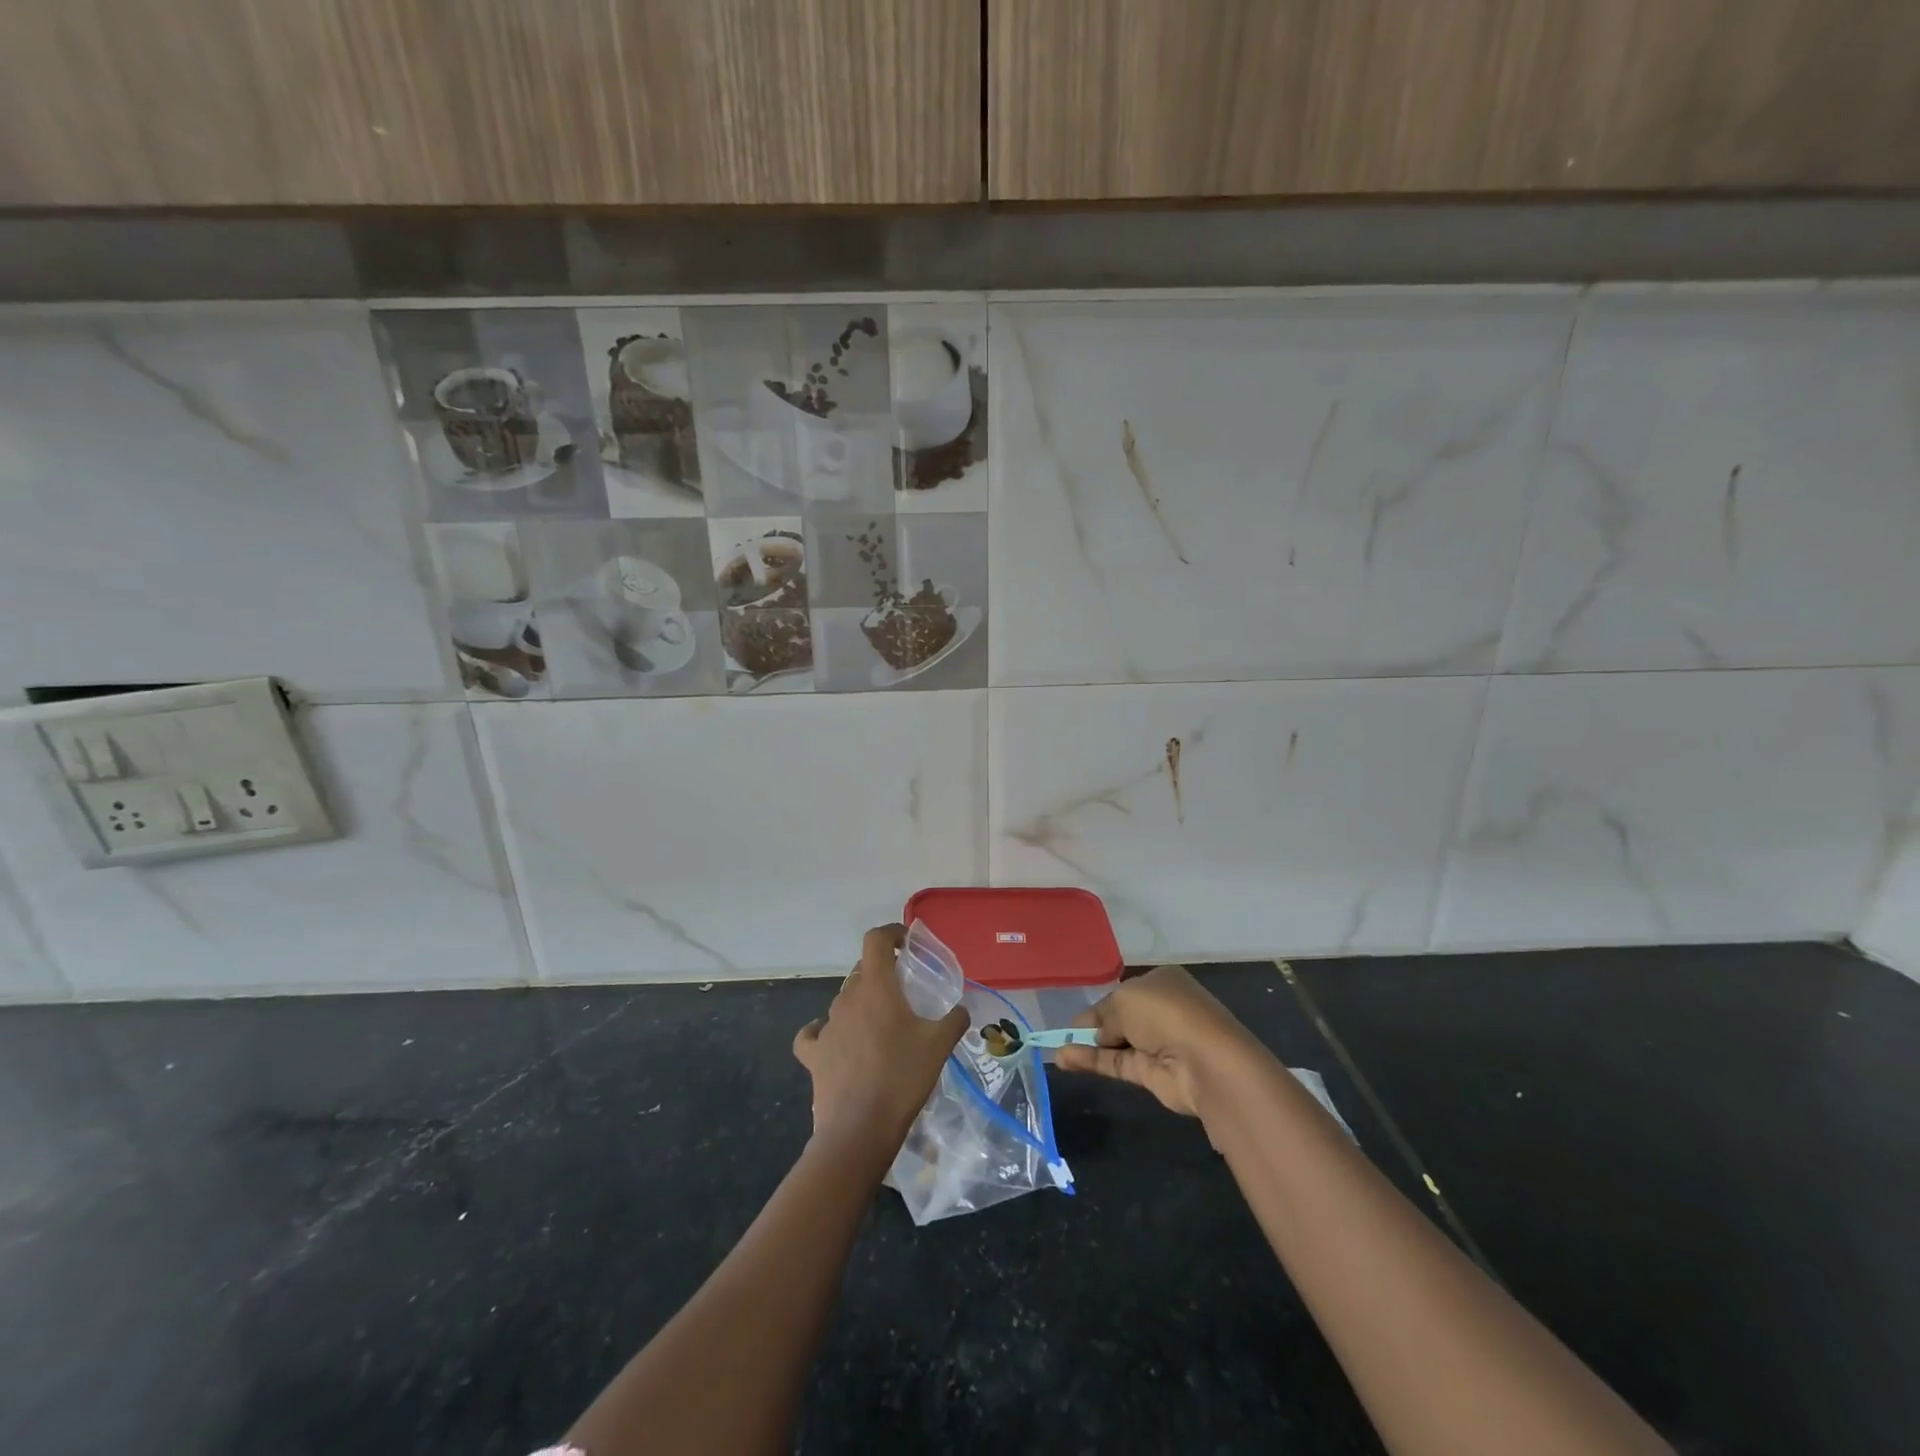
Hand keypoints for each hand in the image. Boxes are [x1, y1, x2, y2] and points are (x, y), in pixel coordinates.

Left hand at [792, 924, 968, 1153]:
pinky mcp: (814, 1054)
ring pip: (844, 1001)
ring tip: (882, 1025)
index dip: (891, 934)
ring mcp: (827, 1026)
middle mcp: (847, 999)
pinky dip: (824, 1031)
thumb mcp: (939, 1046)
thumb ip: (954, 1020)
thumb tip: (963, 1009)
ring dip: (862, 1004)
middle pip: (863, 971)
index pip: (876, 940)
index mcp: (876, 987)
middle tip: (904, 992)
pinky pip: (815, 1033)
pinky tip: (837, 1039)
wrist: (859, 1129)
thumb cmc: (902, 1078)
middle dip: (882, 973)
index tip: (907, 944)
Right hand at [1054, 965, 1256, 1116]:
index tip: (1074, 1017)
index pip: (1123, 992)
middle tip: (1061, 1034)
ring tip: (1054, 1050)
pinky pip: (1115, 1063)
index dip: (1099, 1004)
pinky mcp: (1151, 1073)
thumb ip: (1104, 1016)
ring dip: (1086, 1045)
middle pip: (1119, 1018)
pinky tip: (1065, 1059)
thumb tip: (1097, 1034)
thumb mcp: (1123, 999)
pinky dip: (1091, 1060)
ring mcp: (1157, 1043)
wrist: (1204, 1060)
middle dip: (1092, 1025)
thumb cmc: (1165, 1012)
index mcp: (1161, 982)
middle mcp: (1160, 1011)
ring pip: (1114, 1043)